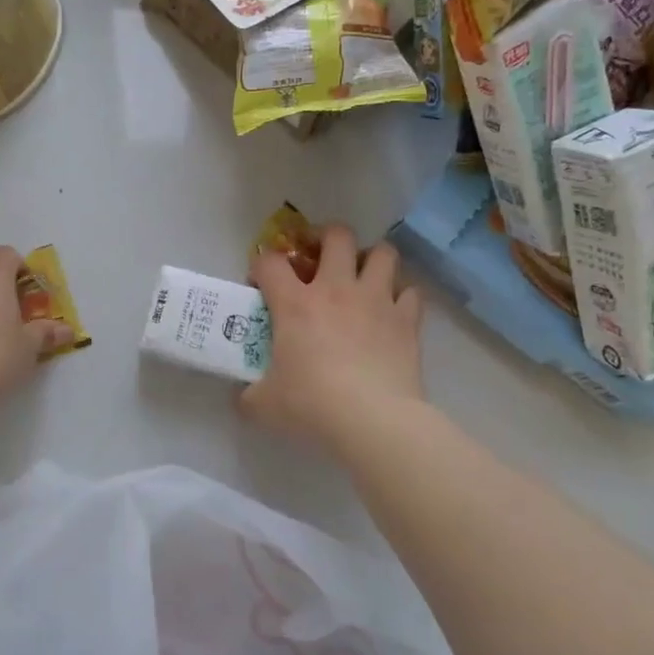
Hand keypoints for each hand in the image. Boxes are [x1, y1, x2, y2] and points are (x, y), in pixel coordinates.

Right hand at [242, 225, 422, 450]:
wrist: (372, 419)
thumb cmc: (311, 404)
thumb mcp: (265, 403)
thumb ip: (250, 394)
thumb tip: (243, 398)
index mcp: (294, 303)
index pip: (269, 262)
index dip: (261, 265)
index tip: (262, 283)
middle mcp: (336, 289)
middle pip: (337, 235)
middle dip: (327, 238)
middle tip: (321, 258)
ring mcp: (376, 300)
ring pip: (383, 252)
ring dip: (372, 258)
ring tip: (364, 276)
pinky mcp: (407, 319)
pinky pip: (410, 291)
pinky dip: (402, 296)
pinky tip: (392, 311)